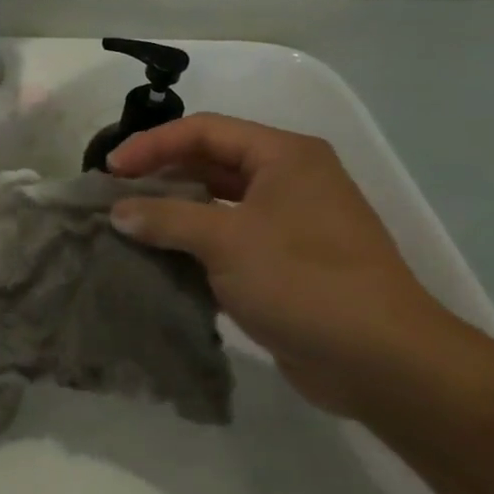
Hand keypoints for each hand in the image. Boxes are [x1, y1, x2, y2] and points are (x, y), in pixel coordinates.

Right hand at [108, 114, 465, 415]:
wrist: (382, 362)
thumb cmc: (303, 281)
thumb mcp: (226, 240)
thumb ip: (166, 218)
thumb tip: (118, 212)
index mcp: (284, 155)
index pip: (204, 131)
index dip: (153, 145)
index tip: (110, 170)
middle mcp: (288, 180)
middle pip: (210, 162)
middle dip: (160, 176)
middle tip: (114, 195)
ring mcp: (289, 223)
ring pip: (217, 203)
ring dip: (174, 212)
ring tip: (128, 225)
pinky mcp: (285, 263)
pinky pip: (228, 239)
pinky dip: (193, 244)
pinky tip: (160, 258)